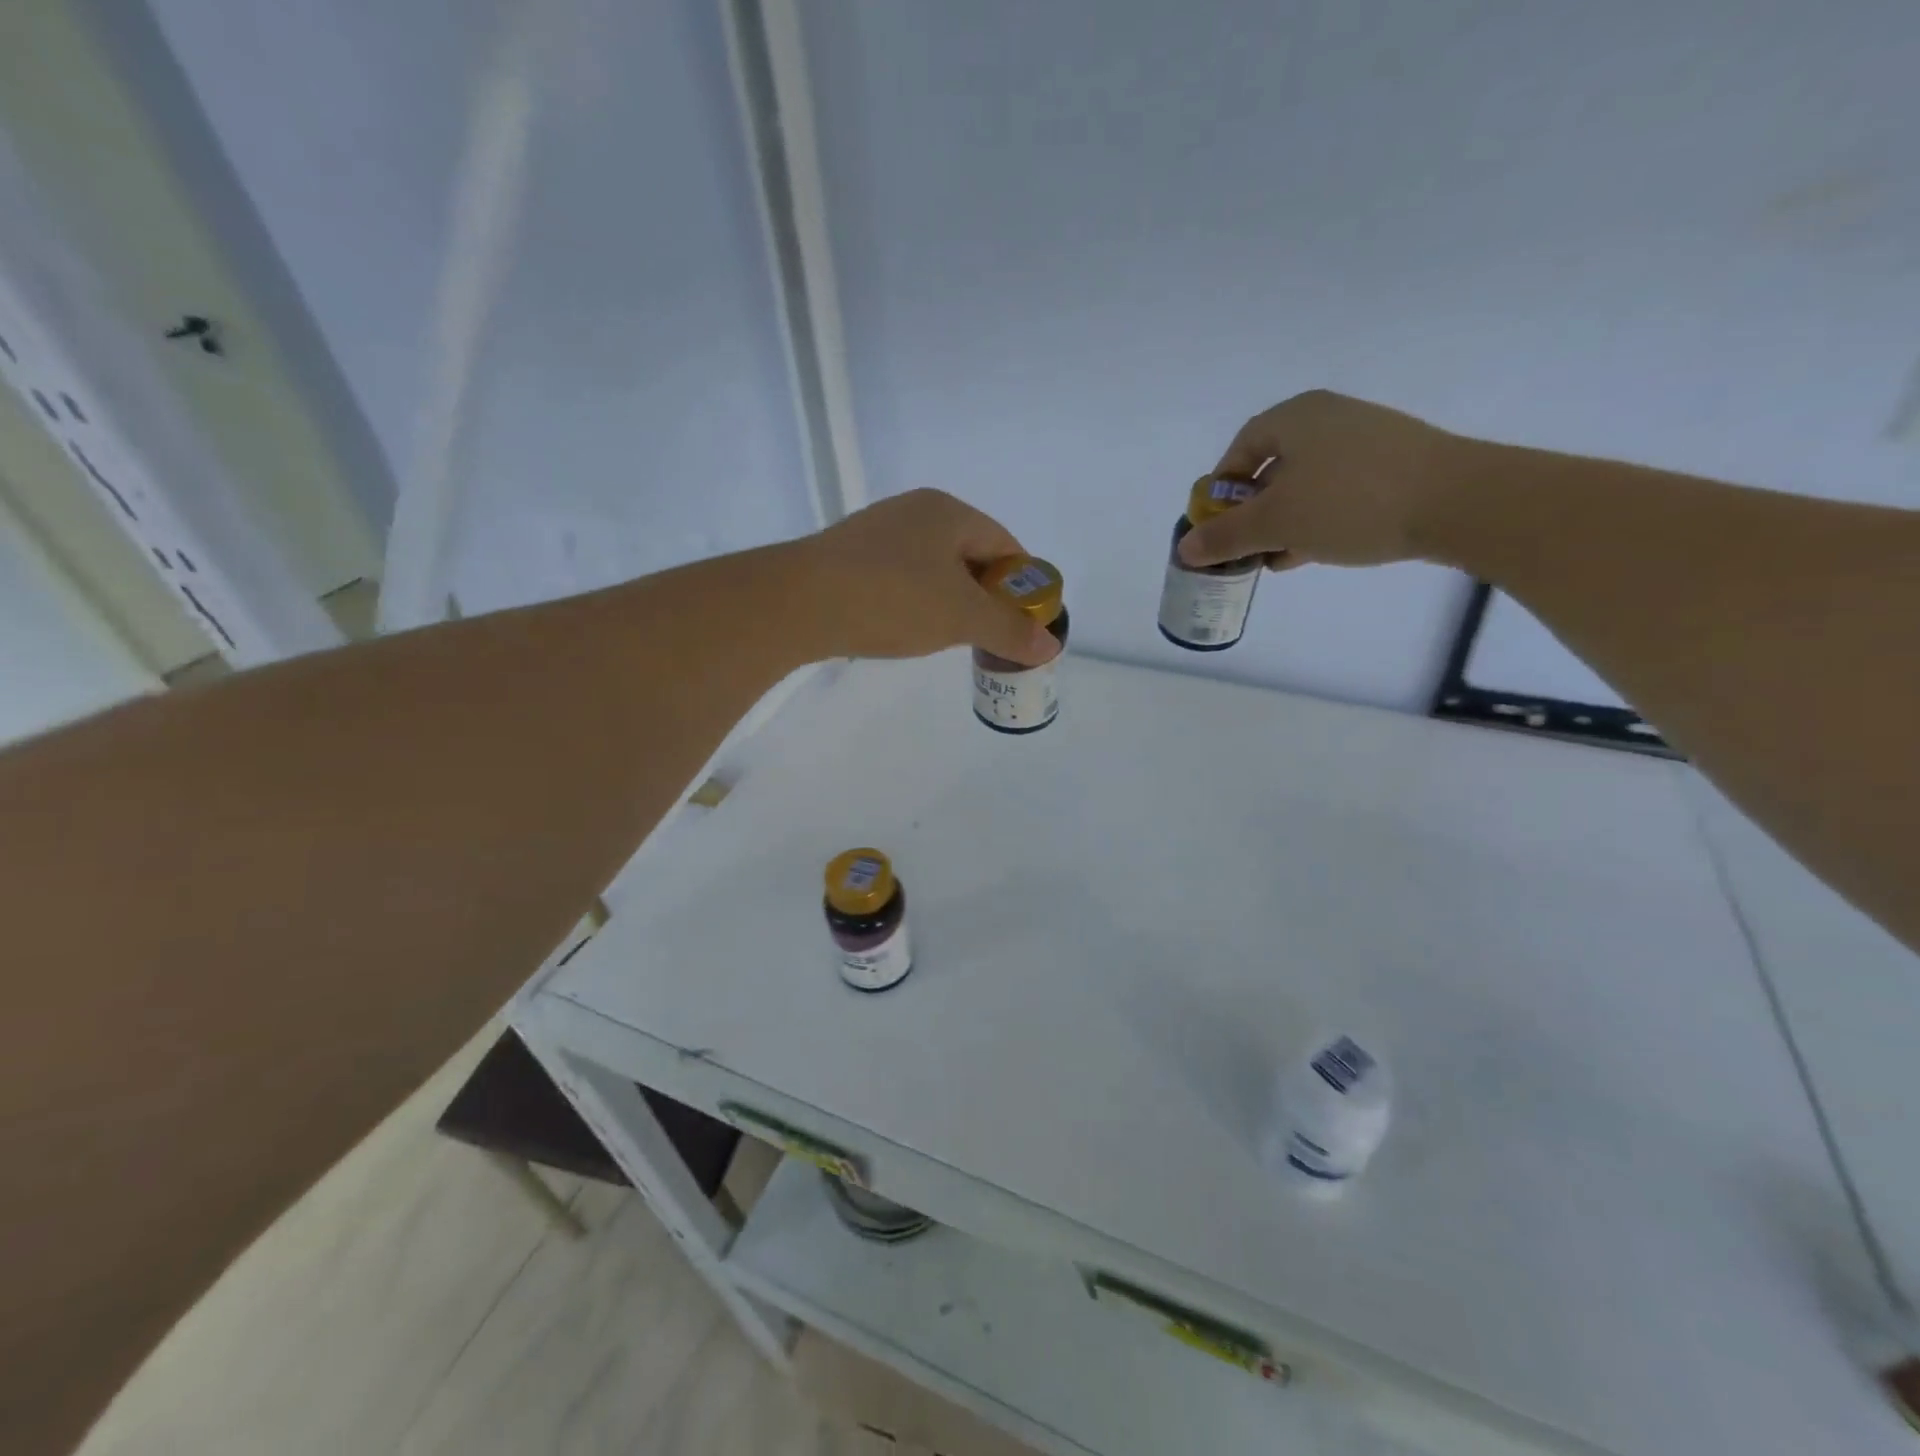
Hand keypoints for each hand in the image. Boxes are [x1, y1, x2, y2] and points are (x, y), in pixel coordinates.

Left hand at [798, 489, 1060, 665]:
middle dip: (986, 596)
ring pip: (933, 567)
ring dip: (950, 601)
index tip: (1025, 623)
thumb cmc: (893, 599)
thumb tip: (1050, 644)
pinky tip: (906, 627)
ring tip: (949, 637)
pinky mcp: (849, 556)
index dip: (1022, 586)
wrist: (798, 603)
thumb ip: (1009, 630)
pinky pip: (900, 577)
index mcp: (948, 512)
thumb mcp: (962, 618)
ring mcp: (877, 532)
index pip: (1005, 545)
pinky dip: (915, 601)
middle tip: (990, 635)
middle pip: (970, 554)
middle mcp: (914, 511)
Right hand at [1179, 391, 1468, 569]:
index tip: (1217, 522)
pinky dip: (1318, 519)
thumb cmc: (1350, 502)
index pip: (1242, 446)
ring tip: (1277, 557)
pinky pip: (1339, 491)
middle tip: (1246, 545)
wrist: (1458, 502)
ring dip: (1284, 521)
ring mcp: (1366, 440)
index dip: (1221, 486)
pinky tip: (1314, 551)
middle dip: (1253, 510)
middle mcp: (1329, 419)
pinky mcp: (1394, 466)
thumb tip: (1185, 549)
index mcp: (1296, 417)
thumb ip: (1225, 536)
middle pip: (1273, 465)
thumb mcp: (1276, 522)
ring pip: (1307, 483)